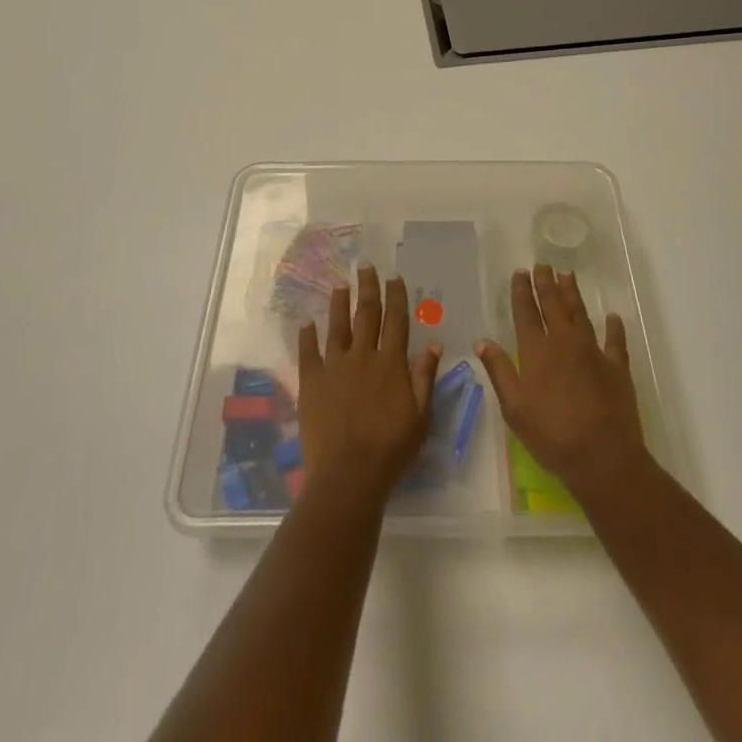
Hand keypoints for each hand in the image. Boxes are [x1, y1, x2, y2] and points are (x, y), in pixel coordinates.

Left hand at [298, 265, 442, 506]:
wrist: (348, 475)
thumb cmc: (390, 449)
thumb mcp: (420, 416)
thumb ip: (425, 377)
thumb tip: (434, 343)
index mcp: (391, 363)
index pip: (395, 321)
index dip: (396, 296)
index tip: (394, 277)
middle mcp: (362, 356)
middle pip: (366, 314)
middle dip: (367, 288)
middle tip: (365, 266)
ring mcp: (334, 367)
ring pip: (337, 327)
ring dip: (339, 304)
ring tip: (339, 285)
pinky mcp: (312, 382)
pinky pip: (308, 353)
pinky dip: (307, 336)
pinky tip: (307, 323)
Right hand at [478, 265, 645, 499]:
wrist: (603, 456)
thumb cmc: (552, 435)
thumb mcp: (514, 408)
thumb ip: (499, 371)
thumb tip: (482, 342)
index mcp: (537, 351)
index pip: (526, 313)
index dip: (522, 291)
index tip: (520, 272)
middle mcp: (564, 342)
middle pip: (553, 305)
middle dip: (546, 283)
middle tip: (542, 265)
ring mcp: (593, 352)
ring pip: (580, 314)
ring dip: (572, 293)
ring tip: (567, 275)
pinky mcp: (617, 367)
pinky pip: (615, 340)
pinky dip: (614, 327)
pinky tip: (613, 317)